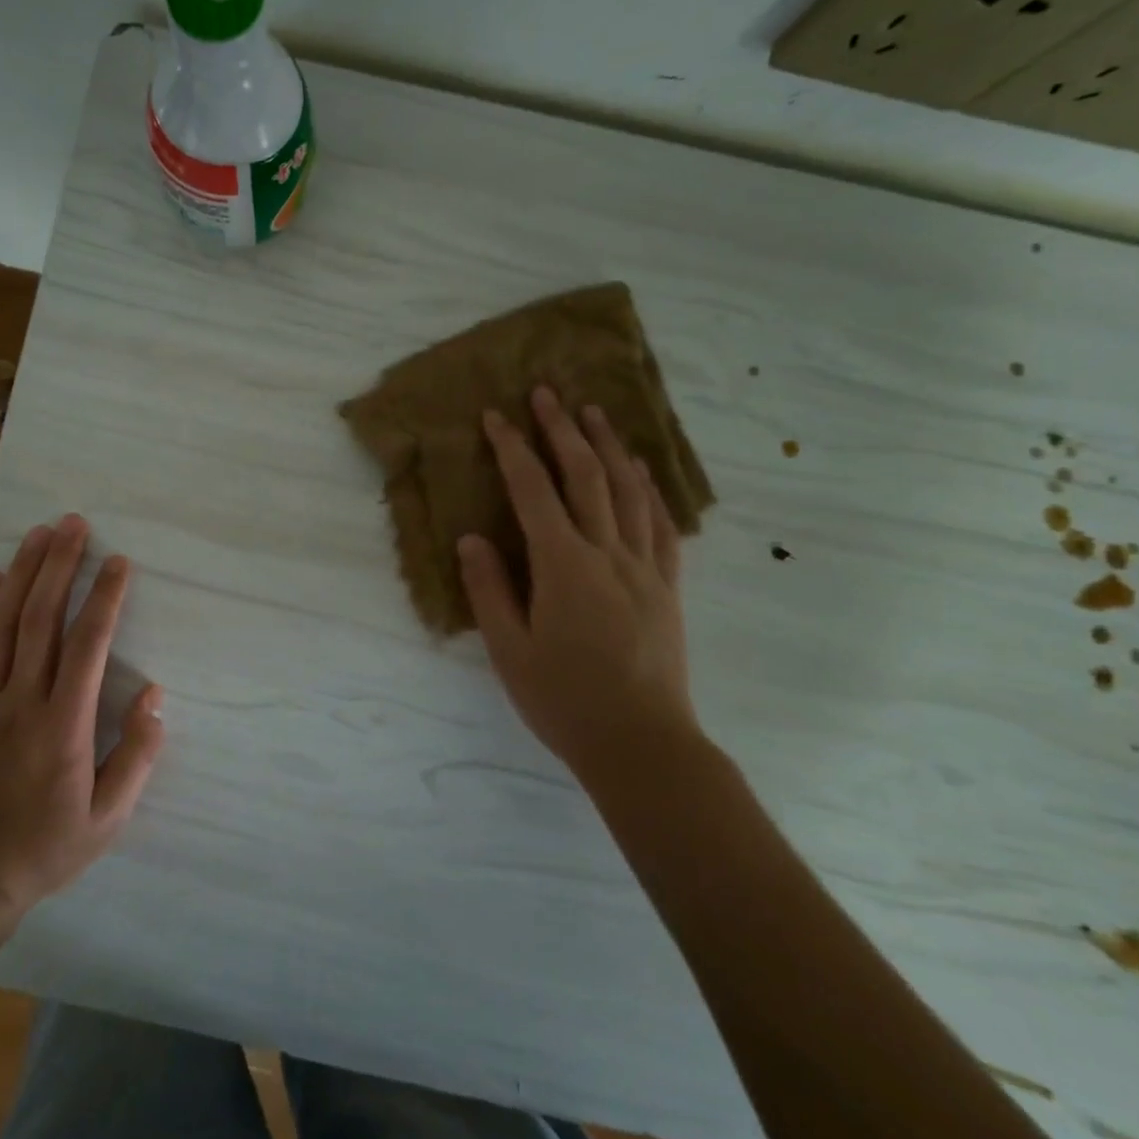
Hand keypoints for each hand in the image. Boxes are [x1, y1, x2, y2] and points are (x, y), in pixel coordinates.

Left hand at [0, 514, 164, 915]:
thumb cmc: (47, 846)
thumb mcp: (109, 816)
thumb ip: (138, 754)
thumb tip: (154, 694)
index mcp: (64, 726)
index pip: (88, 645)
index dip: (104, 597)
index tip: (117, 562)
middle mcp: (20, 702)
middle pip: (40, 618)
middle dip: (59, 565)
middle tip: (73, 523)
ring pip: (0, 624)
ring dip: (20, 573)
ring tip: (38, 534)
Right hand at [457, 386, 699, 786]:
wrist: (642, 745)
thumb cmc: (565, 701)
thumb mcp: (509, 651)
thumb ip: (489, 589)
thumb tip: (471, 539)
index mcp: (564, 566)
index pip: (533, 492)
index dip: (512, 449)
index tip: (495, 417)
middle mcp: (607, 554)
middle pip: (585, 476)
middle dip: (562, 430)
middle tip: (546, 393)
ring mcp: (644, 567)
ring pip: (628, 490)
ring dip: (608, 446)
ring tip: (593, 412)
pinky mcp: (667, 586)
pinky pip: (660, 524)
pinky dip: (648, 488)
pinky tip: (639, 470)